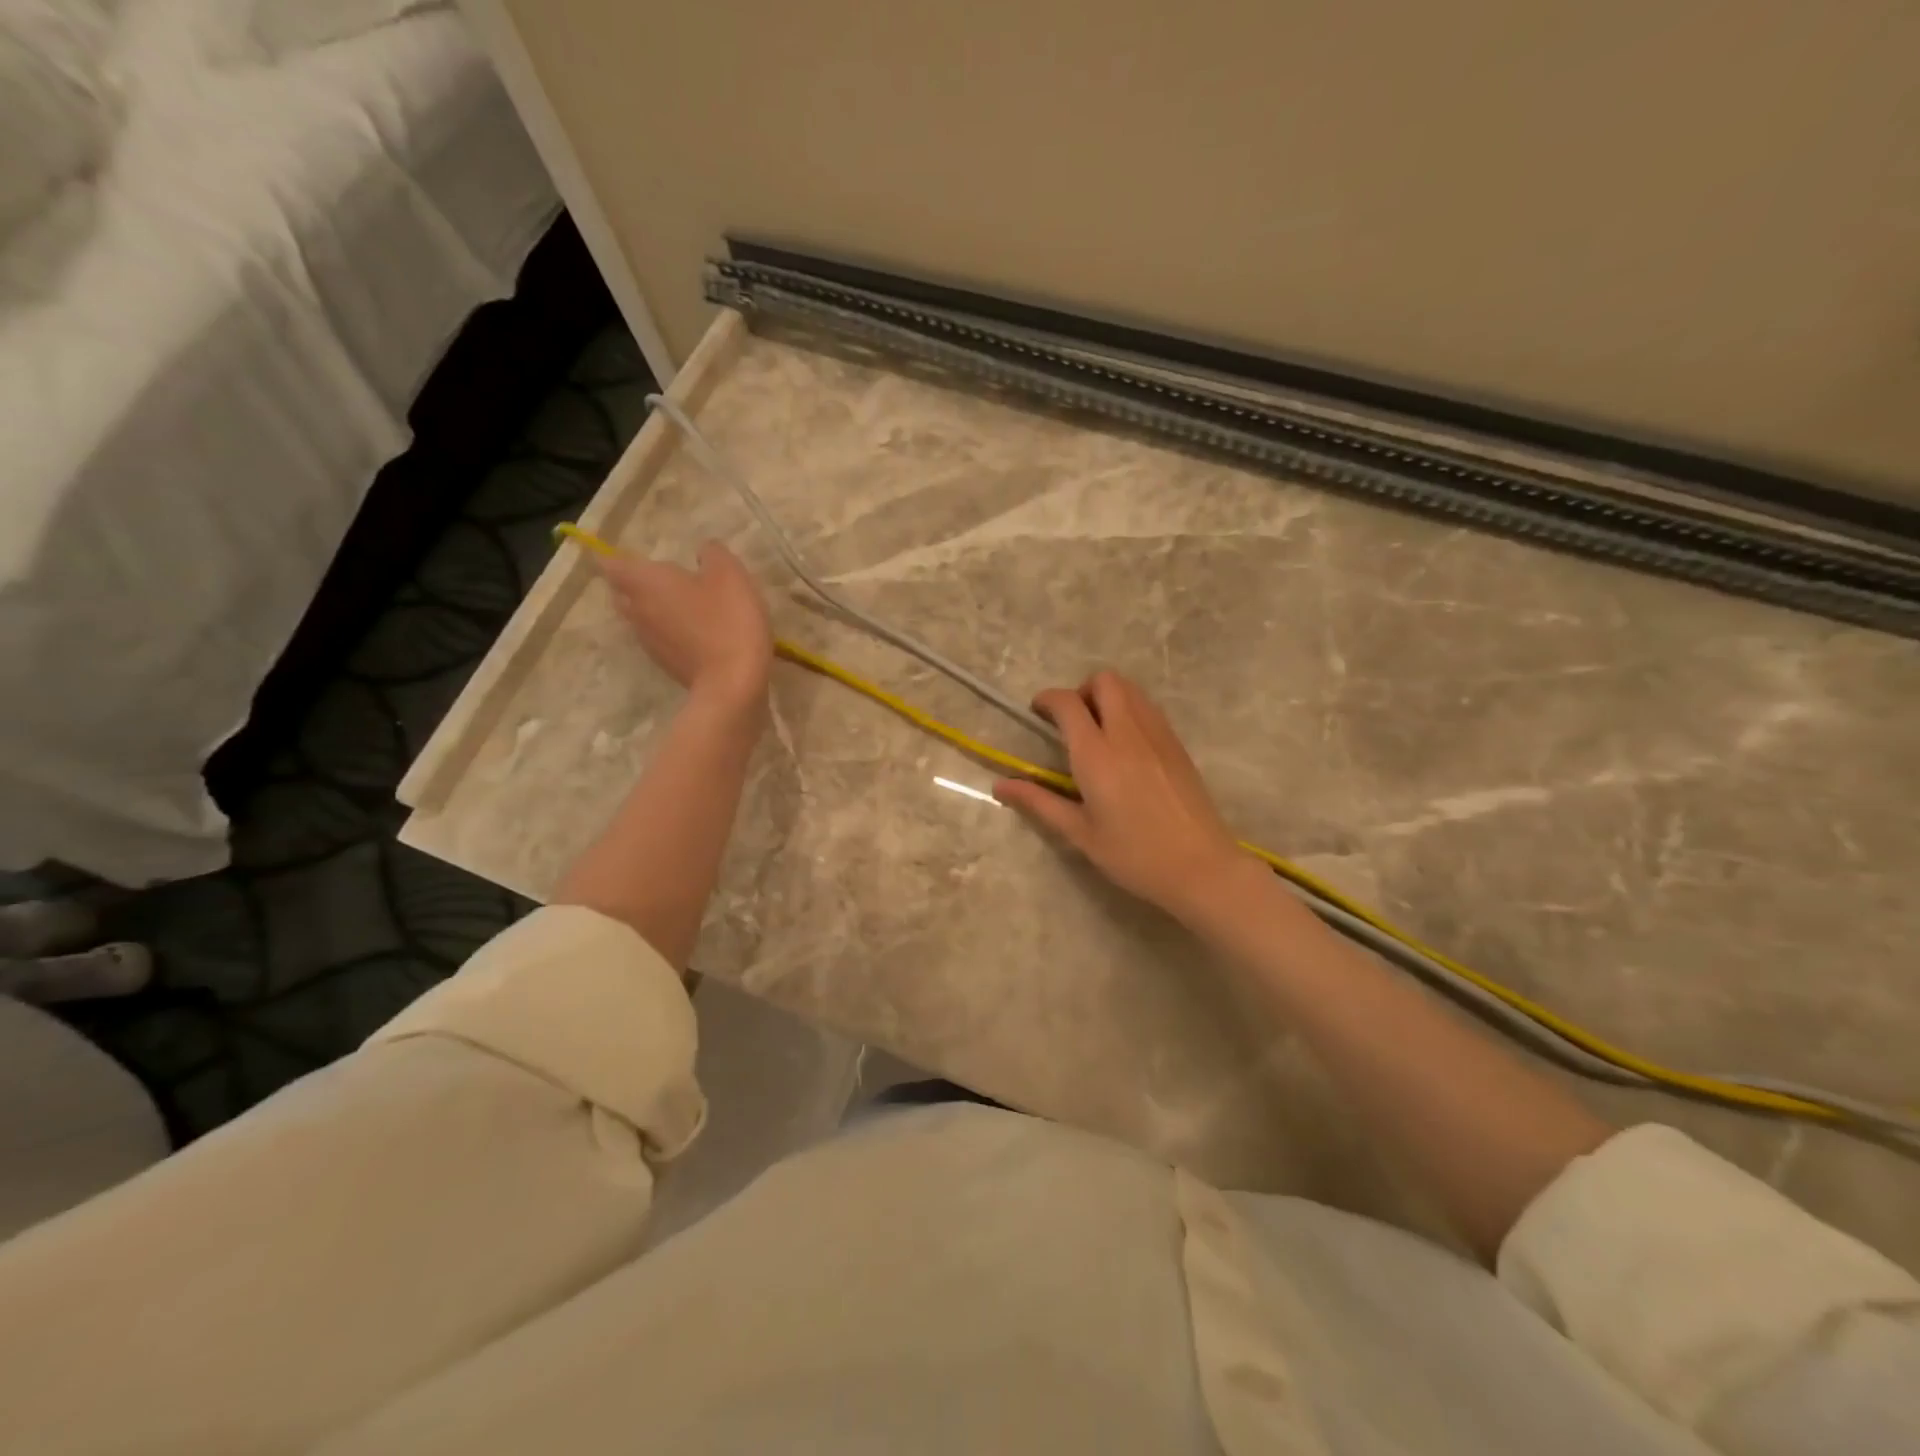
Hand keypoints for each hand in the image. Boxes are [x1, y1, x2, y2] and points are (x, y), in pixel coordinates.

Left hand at [598, 542, 772, 709]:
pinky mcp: (668, 665)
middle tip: (659, 578)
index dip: (613, 557)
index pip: (612, 565)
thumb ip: (713, 555)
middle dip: (634, 584)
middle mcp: (638, 612)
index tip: (629, 555)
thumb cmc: (727, 620)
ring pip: (641, 619)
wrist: (732, 684)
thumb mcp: (730, 575)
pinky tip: (698, 632)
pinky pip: (661, 640)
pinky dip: (672, 632)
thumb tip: (703, 553)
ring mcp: (651, 643)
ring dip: (655, 610)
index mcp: (646, 583)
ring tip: (683, 604)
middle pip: (622, 594)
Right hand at [994, 671, 1249, 921]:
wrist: (1202, 867)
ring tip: (1098, 733)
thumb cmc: (1134, 855)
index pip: (1067, 703)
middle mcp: (1127, 733)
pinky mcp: (1177, 744)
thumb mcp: (1080, 833)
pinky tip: (1126, 749)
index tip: (1037, 714)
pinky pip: (1149, 708)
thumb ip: (1040, 802)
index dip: (1046, 700)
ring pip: (1131, 689)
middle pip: (1104, 681)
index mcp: (1097, 754)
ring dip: (1108, 697)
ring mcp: (1158, 734)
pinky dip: (1130, 711)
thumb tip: (1000, 786)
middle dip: (1081, 691)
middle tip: (1071, 724)